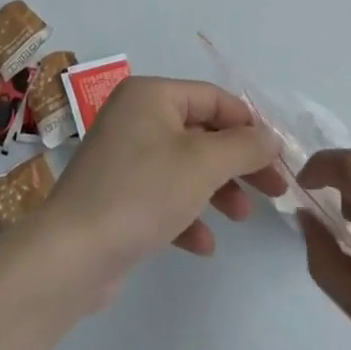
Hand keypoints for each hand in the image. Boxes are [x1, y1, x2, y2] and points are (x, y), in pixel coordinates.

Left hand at [36, 77, 285, 303]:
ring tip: (239, 217)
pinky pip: (162, 196)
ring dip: (216, 190)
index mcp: (151, 95)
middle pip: (201, 132)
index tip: (278, 157)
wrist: (72, 254)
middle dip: (237, 162)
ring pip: (184, 166)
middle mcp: (134, 117)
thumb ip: (244, 146)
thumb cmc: (143, 192)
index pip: (213, 98)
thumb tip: (270, 137)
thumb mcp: (203, 163)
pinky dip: (186, 215)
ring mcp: (123, 157)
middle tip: (272, 189)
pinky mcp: (117, 196)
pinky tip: (202, 245)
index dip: (249, 125)